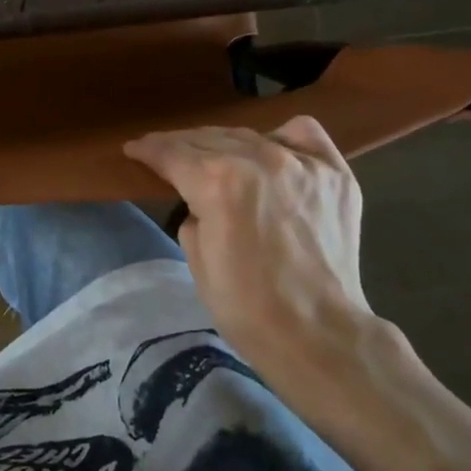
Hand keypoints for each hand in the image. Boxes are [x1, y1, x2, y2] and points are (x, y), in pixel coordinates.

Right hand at [123, 117, 420, 430]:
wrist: (318, 335)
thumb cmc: (247, 307)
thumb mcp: (198, 259)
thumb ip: (192, 214)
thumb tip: (202, 201)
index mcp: (218, 181)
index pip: (172, 153)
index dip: (148, 149)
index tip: (134, 149)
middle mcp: (260, 159)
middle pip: (209, 139)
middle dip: (181, 145)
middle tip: (165, 153)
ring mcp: (303, 163)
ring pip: (250, 136)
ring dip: (224, 144)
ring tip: (212, 155)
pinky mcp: (335, 174)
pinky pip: (303, 135)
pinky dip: (281, 139)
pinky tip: (272, 153)